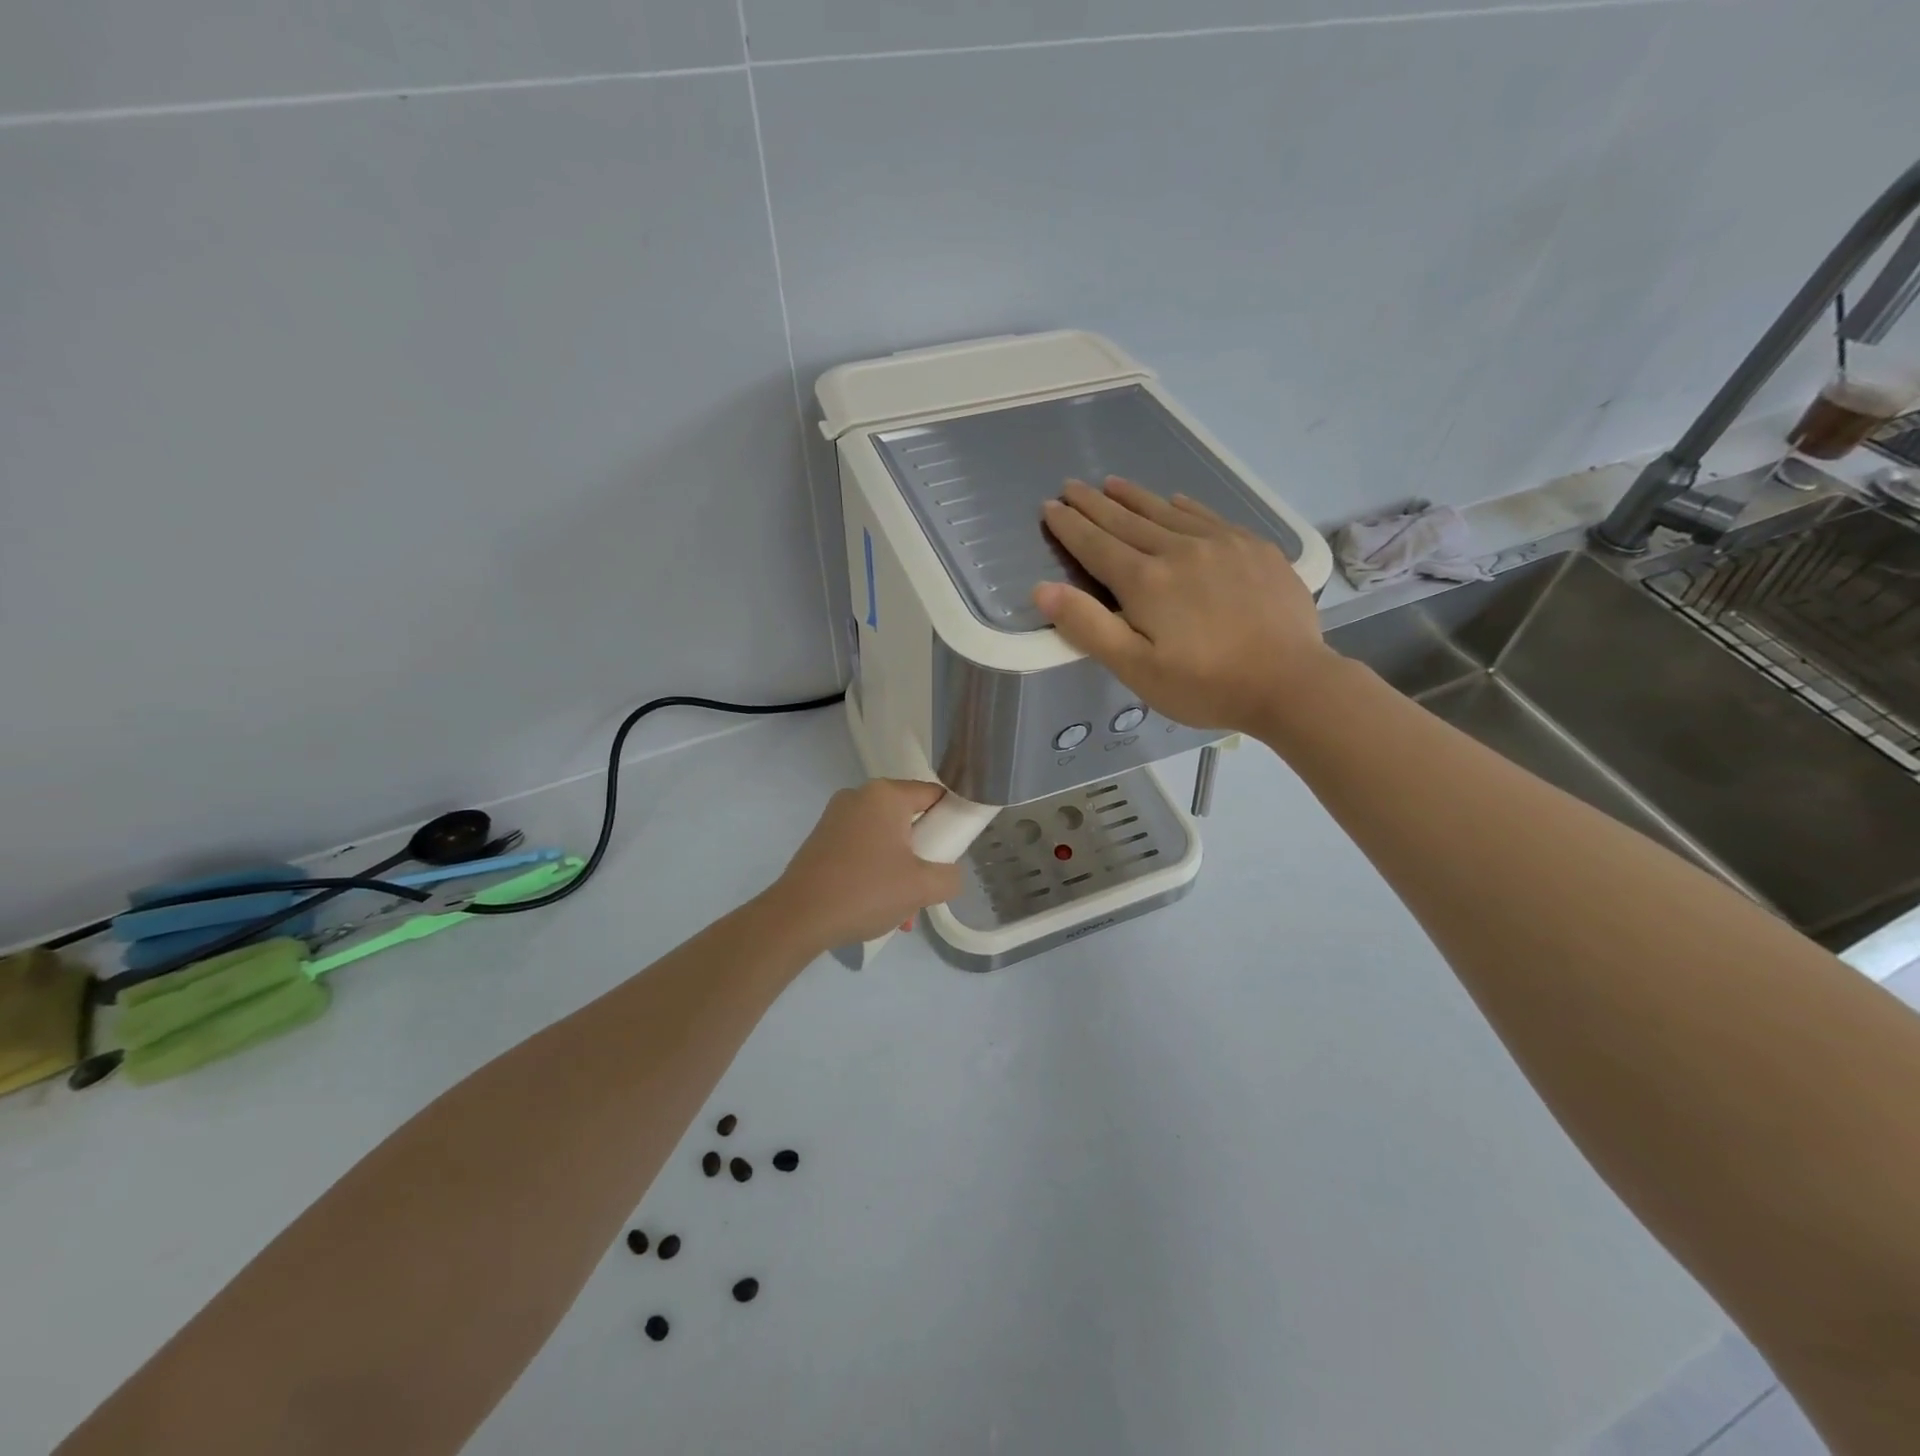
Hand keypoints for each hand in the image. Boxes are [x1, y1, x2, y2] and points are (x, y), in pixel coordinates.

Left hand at [768, 780, 966, 949]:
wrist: (797, 917)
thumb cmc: (865, 891)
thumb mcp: (922, 887)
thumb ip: (950, 876)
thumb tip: (948, 874)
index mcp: (885, 794)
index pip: (934, 795)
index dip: (952, 820)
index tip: (956, 850)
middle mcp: (859, 796)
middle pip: (909, 819)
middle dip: (922, 855)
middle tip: (926, 887)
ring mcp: (836, 818)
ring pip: (885, 839)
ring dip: (900, 871)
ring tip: (902, 911)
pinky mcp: (821, 840)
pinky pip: (862, 850)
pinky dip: (875, 873)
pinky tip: (877, 909)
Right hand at [1034, 477, 1337, 736]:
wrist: (1291, 681)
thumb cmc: (1205, 684)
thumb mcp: (1136, 668)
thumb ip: (1088, 627)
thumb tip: (1042, 589)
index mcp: (1145, 581)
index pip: (1096, 545)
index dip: (1070, 527)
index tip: (1050, 507)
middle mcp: (1178, 550)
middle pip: (1127, 521)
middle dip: (1094, 504)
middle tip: (1071, 486)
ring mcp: (1220, 544)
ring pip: (1166, 511)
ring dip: (1134, 497)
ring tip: (1112, 483)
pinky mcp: (1253, 548)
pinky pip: (1208, 515)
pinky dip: (1184, 505)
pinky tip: (1176, 499)